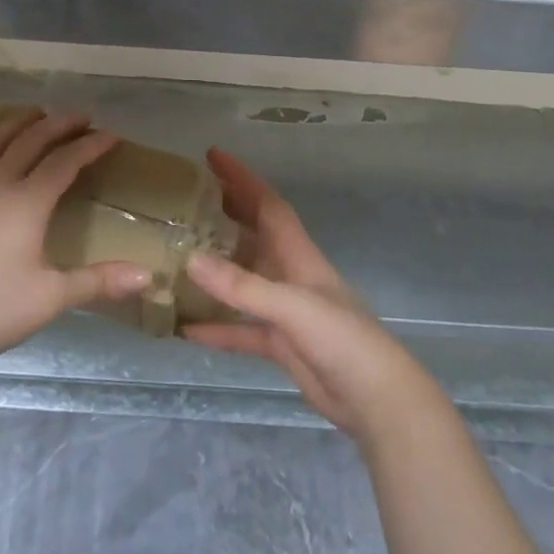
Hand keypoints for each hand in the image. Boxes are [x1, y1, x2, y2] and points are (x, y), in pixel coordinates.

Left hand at [0, 108, 152, 376]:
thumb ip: (98, 282)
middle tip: (82, 116)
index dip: (90, 146)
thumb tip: (148, 276)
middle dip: (58, 124)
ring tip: (35, 114)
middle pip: (30, 142)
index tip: (112, 135)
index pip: (64, 162)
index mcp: (27, 202)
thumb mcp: (50, 298)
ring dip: (17, 125)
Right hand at [183, 149, 440, 441]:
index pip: (267, 203)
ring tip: (179, 256)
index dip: (242, 177)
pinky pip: (241, 328)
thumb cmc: (341, 337)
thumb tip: (191, 259)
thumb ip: (243, 286)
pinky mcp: (280, 343)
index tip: (212, 156)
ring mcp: (285, 310)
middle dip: (225, 213)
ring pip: (243, 280)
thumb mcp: (291, 306)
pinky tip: (186, 329)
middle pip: (253, 234)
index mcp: (297, 253)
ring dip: (215, 270)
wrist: (375, 398)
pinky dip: (216, 327)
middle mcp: (289, 273)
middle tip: (186, 201)